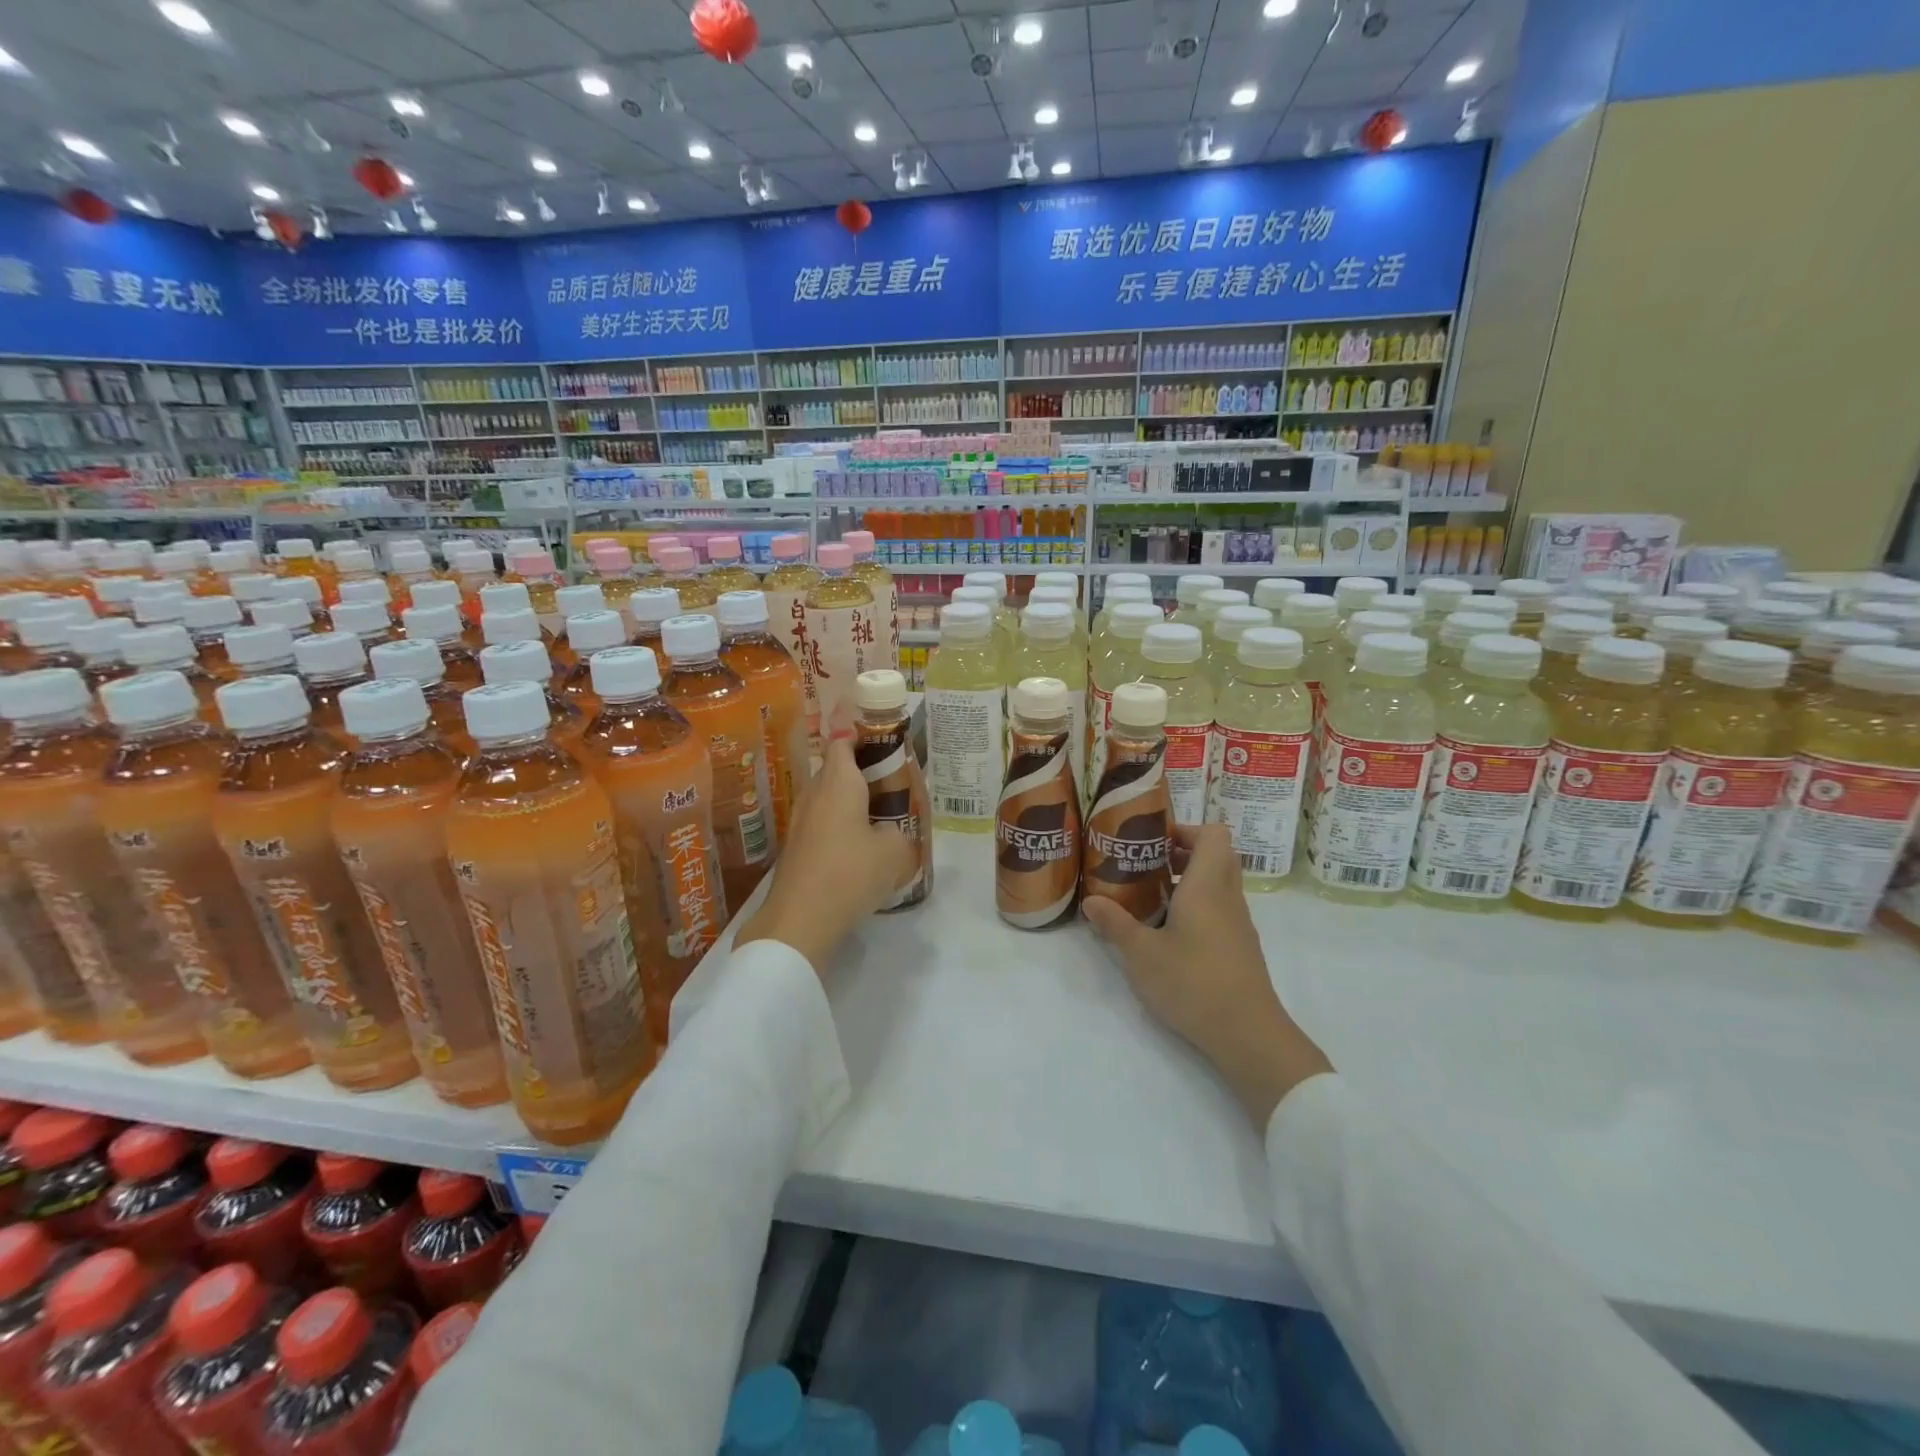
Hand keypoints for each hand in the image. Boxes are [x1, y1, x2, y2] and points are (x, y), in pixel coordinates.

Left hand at [735, 729, 915, 977]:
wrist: (800, 920)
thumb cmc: (851, 873)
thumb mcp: (894, 852)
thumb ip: (899, 832)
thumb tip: (889, 833)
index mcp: (839, 783)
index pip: (843, 742)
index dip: (862, 738)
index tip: (884, 745)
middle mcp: (814, 794)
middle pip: (836, 770)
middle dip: (862, 774)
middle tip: (892, 786)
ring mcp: (800, 821)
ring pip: (828, 799)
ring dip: (850, 802)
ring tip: (879, 817)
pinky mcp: (795, 847)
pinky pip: (821, 823)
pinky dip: (839, 826)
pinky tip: (858, 848)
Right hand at [1083, 824, 1332, 1127]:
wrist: (1247, 1034)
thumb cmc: (1192, 982)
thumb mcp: (1141, 954)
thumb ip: (1115, 924)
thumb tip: (1091, 902)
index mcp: (1207, 886)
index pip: (1213, 834)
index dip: (1186, 829)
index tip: (1155, 841)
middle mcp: (1228, 897)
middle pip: (1218, 855)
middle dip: (1184, 852)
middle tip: (1149, 864)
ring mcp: (1239, 923)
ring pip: (1221, 883)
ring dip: (1191, 880)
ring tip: (1152, 896)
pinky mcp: (1241, 947)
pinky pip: (1221, 909)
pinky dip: (1199, 906)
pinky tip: (1170, 931)